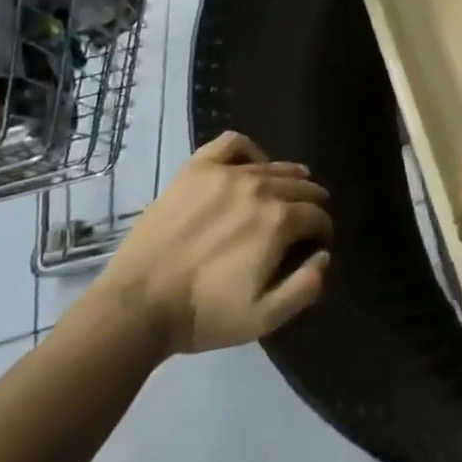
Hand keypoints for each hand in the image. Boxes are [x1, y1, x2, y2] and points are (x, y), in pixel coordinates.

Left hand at [99, 131, 331, 354]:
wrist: (137, 305)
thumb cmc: (202, 315)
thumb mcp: (262, 319)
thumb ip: (304, 288)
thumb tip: (324, 256)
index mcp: (279, 221)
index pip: (317, 215)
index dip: (320, 232)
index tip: (312, 247)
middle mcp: (260, 187)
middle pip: (301, 186)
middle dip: (309, 204)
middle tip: (300, 224)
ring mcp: (227, 172)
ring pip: (274, 165)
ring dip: (287, 180)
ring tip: (281, 194)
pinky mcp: (198, 167)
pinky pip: (233, 143)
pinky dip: (249, 151)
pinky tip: (249, 167)